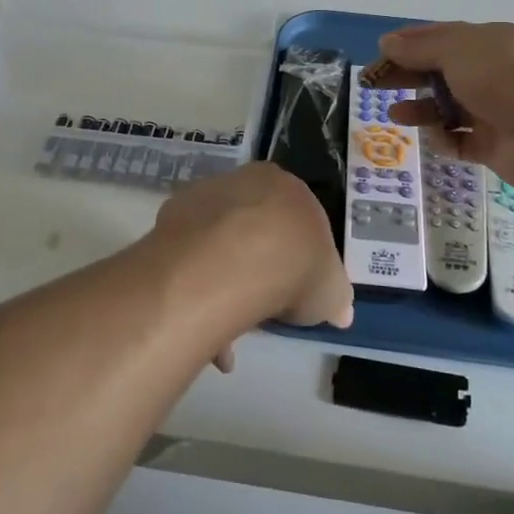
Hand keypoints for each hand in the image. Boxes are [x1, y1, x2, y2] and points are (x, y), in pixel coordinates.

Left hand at [153, 162, 352, 369]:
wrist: (236, 259)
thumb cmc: (296, 266)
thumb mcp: (332, 291)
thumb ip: (335, 297)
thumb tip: (340, 311)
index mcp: (289, 188)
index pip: (297, 220)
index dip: (297, 258)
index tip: (293, 289)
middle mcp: (247, 181)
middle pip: (254, 226)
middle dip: (257, 268)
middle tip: (259, 307)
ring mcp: (206, 195)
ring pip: (218, 241)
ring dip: (223, 281)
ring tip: (224, 332)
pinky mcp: (172, 214)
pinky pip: (189, 252)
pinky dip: (195, 283)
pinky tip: (201, 318)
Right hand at [377, 21, 513, 190]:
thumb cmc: (504, 78)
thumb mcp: (458, 51)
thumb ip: (420, 48)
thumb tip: (387, 42)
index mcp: (488, 43)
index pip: (442, 38)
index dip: (409, 44)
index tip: (380, 54)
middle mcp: (492, 74)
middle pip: (440, 73)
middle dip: (408, 77)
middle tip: (374, 86)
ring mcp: (495, 111)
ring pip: (448, 109)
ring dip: (422, 110)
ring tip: (396, 116)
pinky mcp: (496, 146)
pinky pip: (462, 142)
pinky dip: (446, 141)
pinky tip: (435, 139)